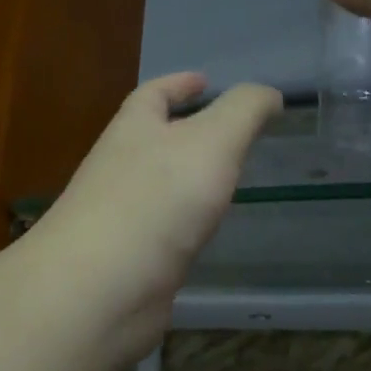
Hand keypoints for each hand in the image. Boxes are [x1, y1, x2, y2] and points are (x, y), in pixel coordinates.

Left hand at [34, 73, 281, 364]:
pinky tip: (204, 234)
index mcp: (132, 131)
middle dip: (183, 133)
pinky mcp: (127, 261)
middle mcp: (119, 170)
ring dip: (185, 182)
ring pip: (156, 189)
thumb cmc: (157, 200)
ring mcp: (119, 218)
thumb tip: (268, 95)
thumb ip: (244, 112)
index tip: (205, 80)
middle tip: (228, 137)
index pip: (153, 94)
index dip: (179, 83)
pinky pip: (160, 232)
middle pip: (150, 141)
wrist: (101, 289)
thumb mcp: (213, 140)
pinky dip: (182, 225)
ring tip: (223, 182)